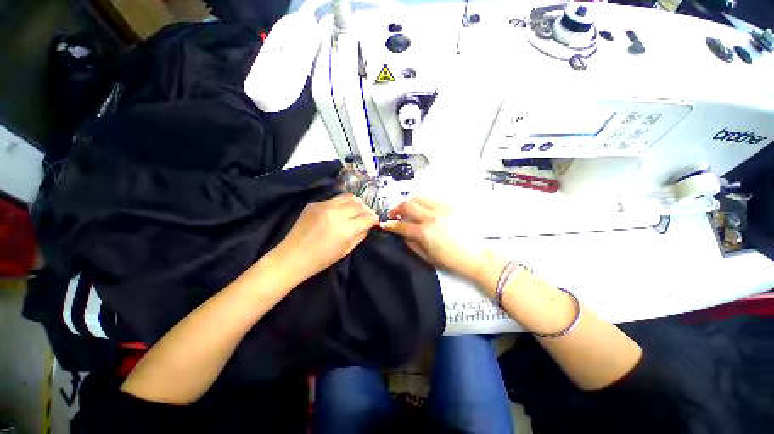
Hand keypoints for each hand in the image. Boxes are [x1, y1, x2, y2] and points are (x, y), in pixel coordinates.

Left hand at [275, 194, 378, 281]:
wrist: (291, 257)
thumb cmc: (320, 260)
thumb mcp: (345, 251)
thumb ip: (360, 236)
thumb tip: (367, 226)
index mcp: (344, 229)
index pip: (367, 218)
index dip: (374, 219)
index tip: (375, 221)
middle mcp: (335, 213)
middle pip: (358, 204)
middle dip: (367, 209)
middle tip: (368, 215)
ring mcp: (323, 206)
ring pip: (347, 197)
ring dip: (356, 202)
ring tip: (357, 209)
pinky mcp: (314, 204)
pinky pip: (333, 200)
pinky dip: (341, 204)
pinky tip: (340, 212)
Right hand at [381, 197, 492, 281]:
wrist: (477, 256)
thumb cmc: (452, 260)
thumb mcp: (427, 257)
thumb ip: (411, 244)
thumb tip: (403, 234)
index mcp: (425, 233)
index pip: (401, 224)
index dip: (390, 224)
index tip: (385, 224)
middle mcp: (432, 217)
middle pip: (408, 205)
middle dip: (396, 208)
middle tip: (394, 214)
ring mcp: (443, 209)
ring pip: (420, 197)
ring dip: (410, 202)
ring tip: (409, 210)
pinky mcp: (452, 206)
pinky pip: (433, 199)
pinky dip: (424, 203)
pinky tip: (425, 210)